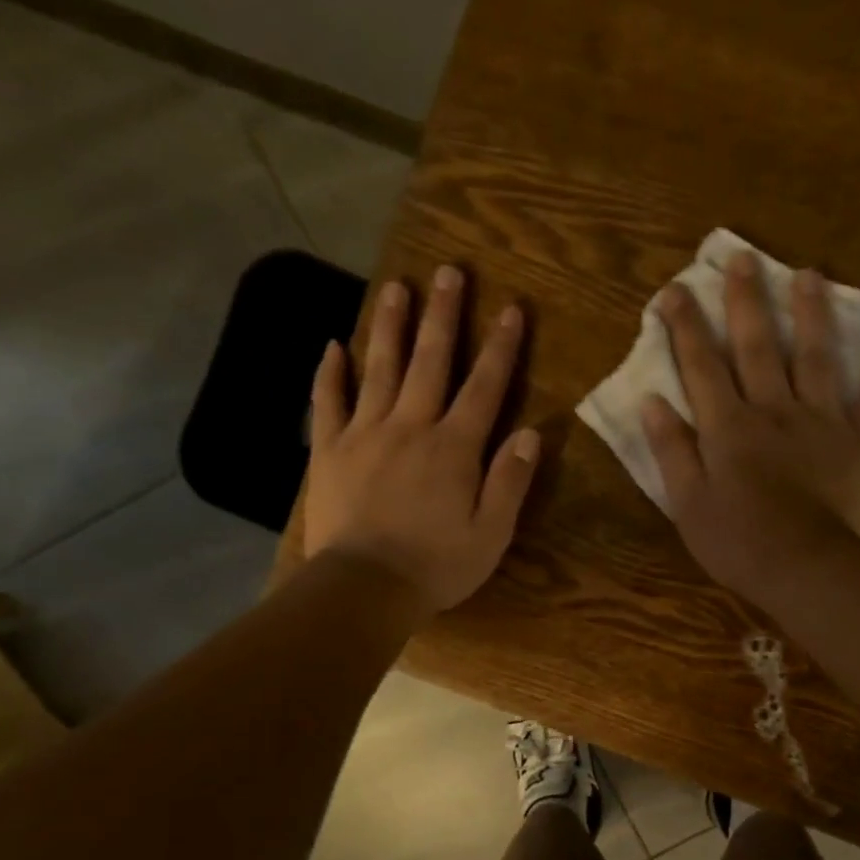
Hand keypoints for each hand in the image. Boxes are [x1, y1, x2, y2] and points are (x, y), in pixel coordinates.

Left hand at [302, 265, 539, 616]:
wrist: (364, 588)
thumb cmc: (437, 565)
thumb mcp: (493, 533)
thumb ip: (511, 480)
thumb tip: (532, 433)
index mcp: (454, 447)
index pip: (484, 386)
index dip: (500, 347)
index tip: (510, 308)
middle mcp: (411, 427)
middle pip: (430, 362)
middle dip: (442, 315)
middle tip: (447, 271)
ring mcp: (364, 434)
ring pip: (378, 368)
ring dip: (388, 326)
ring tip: (394, 286)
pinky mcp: (328, 451)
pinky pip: (327, 403)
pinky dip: (329, 373)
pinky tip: (332, 346)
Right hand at [641, 251, 859, 600]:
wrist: (807, 570)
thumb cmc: (739, 543)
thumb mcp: (687, 503)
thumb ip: (671, 450)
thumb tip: (652, 401)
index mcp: (729, 427)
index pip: (701, 366)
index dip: (686, 327)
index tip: (674, 291)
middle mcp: (774, 410)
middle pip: (757, 347)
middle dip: (745, 301)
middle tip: (741, 257)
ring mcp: (822, 423)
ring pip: (816, 357)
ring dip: (811, 313)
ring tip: (809, 274)